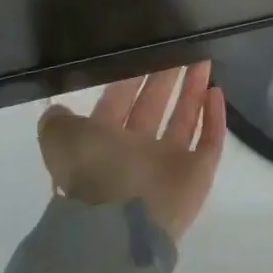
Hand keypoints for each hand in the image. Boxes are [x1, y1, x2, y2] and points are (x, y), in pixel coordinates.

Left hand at [38, 62, 224, 241]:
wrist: (126, 224)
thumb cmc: (96, 173)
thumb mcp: (62, 140)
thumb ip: (58, 122)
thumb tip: (56, 109)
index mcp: (104, 145)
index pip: (119, 103)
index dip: (130, 78)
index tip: (144, 50)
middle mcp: (137, 154)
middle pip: (154, 107)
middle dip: (165, 78)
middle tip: (179, 48)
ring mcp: (170, 164)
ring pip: (184, 119)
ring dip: (192, 90)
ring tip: (202, 60)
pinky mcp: (198, 173)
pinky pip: (210, 140)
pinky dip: (214, 117)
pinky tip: (216, 90)